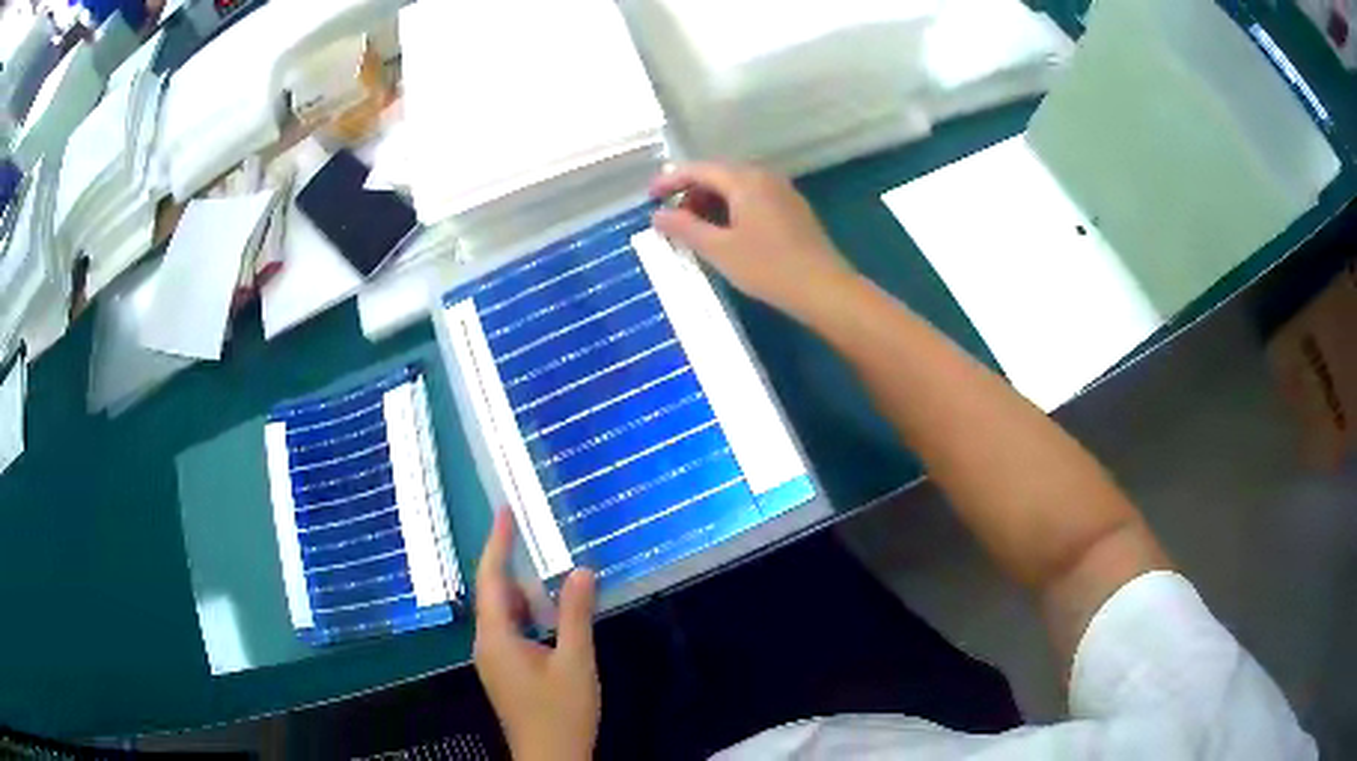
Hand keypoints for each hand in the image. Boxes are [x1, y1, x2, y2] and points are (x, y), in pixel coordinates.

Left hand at [473, 511, 599, 760]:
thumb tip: (581, 570)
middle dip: (514, 567)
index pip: (491, 579)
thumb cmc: (561, 712)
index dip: (497, 543)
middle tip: (538, 541)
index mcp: (496, 638)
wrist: (550, 757)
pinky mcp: (505, 671)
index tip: (503, 511)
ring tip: (551, 579)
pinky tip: (551, 618)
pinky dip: (529, 616)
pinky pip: (511, 631)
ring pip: (504, 614)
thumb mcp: (575, 662)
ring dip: (525, 594)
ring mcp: (494, 659)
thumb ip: (575, 615)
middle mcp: (487, 644)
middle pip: (495, 594)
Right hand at [650, 163, 857, 321]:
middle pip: (718, 174)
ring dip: (711, 202)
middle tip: (672, 219)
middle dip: (691, 193)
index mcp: (745, 180)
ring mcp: (782, 192)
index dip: (670, 181)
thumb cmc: (768, 268)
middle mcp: (764, 177)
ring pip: (737, 187)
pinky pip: (753, 198)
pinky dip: (732, 209)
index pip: (699, 169)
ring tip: (696, 230)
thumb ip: (685, 228)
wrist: (824, 289)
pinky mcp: (792, 209)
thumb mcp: (719, 250)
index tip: (649, 197)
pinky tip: (726, 234)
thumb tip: (657, 215)